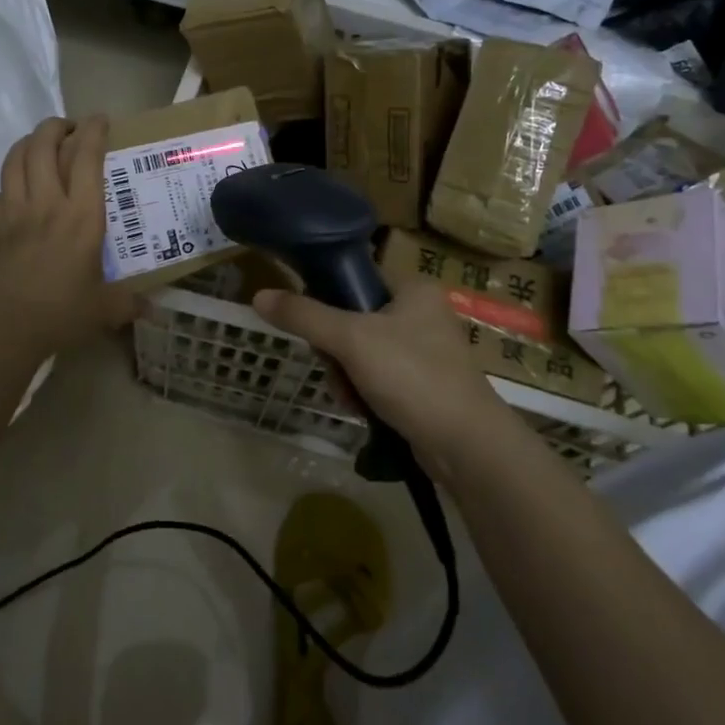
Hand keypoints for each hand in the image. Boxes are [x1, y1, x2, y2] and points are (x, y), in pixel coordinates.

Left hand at [0, 116, 136, 360]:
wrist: (4, 330)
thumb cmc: (61, 315)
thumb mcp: (105, 309)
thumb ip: (130, 303)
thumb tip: (153, 307)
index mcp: (81, 217)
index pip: (86, 158)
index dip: (93, 131)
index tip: (100, 120)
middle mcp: (47, 204)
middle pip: (43, 145)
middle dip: (56, 126)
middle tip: (70, 129)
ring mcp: (14, 212)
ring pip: (15, 158)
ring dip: (29, 143)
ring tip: (42, 145)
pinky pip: (0, 190)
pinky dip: (12, 181)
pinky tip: (20, 191)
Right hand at [251, 272, 520, 481]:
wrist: (466, 445)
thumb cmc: (412, 376)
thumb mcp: (351, 340)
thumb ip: (305, 316)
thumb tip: (259, 296)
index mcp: (414, 289)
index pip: (356, 279)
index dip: (328, 302)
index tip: (315, 329)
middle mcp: (422, 314)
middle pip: (353, 320)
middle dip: (336, 352)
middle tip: (336, 369)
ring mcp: (425, 351)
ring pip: (362, 353)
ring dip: (346, 376)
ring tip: (350, 397)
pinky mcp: (424, 384)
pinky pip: (378, 378)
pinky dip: (364, 392)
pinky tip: (362, 410)